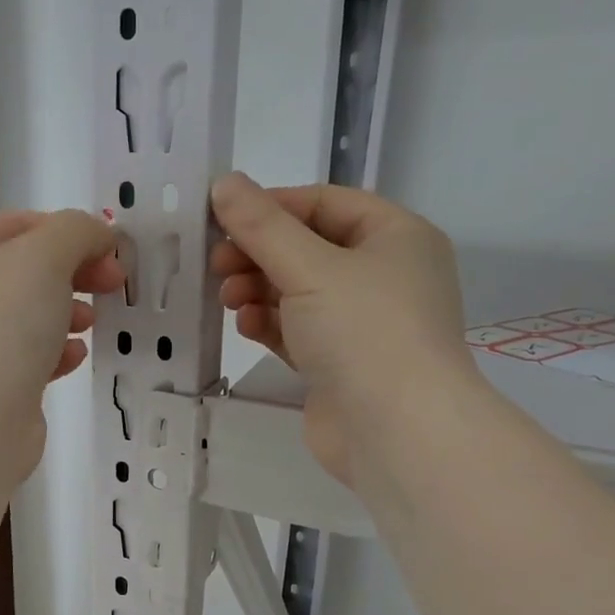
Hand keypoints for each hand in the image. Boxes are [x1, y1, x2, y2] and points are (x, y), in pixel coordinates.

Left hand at [0, 209, 124, 485]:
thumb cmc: (0, 326)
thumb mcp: (45, 256)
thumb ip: (77, 231)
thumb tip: (98, 237)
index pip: (18, 224)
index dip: (71, 233)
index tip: (112, 256)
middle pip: (21, 269)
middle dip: (72, 274)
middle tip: (111, 286)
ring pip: (23, 313)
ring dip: (63, 313)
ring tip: (87, 326)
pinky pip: (19, 353)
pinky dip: (49, 351)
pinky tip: (70, 359)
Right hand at [210, 173, 477, 483]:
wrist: (398, 432)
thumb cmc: (364, 331)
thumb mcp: (310, 267)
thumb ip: (262, 225)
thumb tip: (223, 182)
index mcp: (395, 237)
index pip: (325, 203)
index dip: (272, 207)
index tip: (222, 219)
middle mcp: (384, 275)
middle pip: (308, 249)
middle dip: (259, 254)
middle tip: (216, 264)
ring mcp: (363, 324)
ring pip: (299, 292)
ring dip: (259, 290)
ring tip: (229, 300)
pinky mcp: (341, 364)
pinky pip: (298, 331)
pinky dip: (271, 325)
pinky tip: (246, 327)